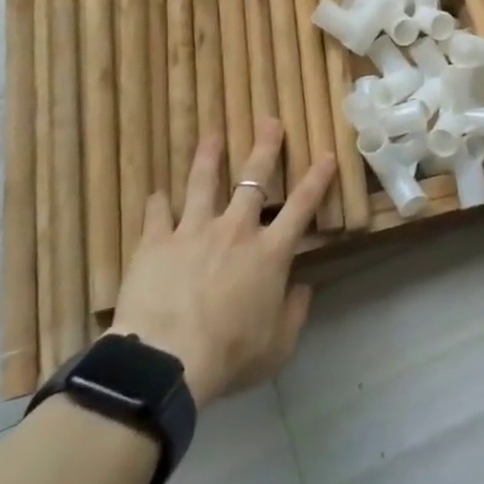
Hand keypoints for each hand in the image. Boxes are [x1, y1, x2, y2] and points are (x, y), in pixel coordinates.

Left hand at [109, 119, 335, 407]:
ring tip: (212, 136)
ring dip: (209, 157)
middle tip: (269, 121)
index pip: (301, 207)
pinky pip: (157, 214)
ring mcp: (194, 231)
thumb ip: (295, 314)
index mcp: (269, 253)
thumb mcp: (277, 347)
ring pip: (203, 183)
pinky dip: (157, 203)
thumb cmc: (229, 356)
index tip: (327, 155)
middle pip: (253, 179)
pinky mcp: (156, 242)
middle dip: (264, 147)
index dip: (317, 179)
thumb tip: (303, 289)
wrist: (166, 362)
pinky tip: (156, 194)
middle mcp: (236, 230)